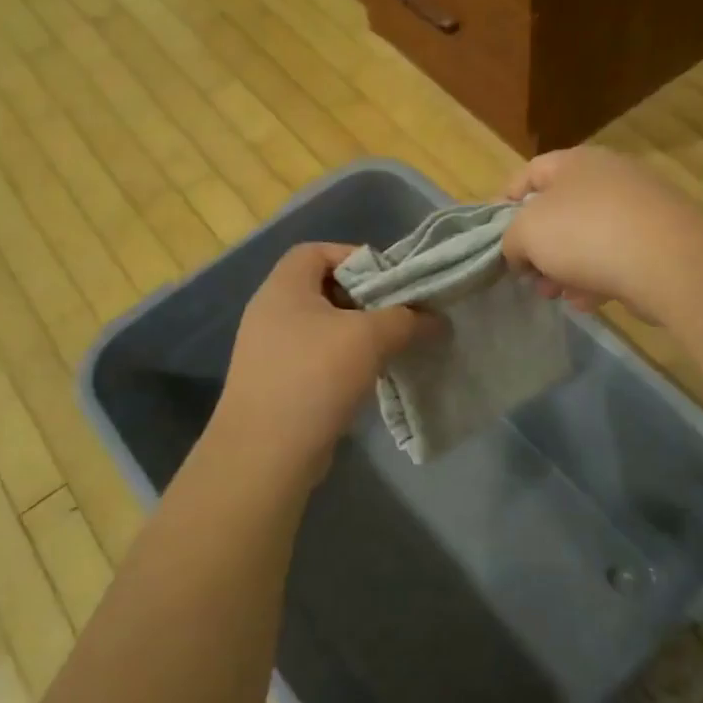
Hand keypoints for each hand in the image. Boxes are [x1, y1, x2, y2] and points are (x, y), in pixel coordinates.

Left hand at [216, 243, 429, 466]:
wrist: (267, 451)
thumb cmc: (315, 376)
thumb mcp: (369, 338)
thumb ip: (406, 319)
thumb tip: (436, 319)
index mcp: (284, 288)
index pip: (317, 251)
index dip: (355, 257)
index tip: (390, 280)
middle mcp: (270, 312)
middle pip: (323, 289)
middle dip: (364, 300)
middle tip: (398, 315)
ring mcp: (269, 351)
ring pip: (322, 328)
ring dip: (357, 335)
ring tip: (390, 348)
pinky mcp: (276, 384)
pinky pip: (315, 359)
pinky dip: (342, 362)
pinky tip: (367, 379)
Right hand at [501, 147, 702, 315]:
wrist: (669, 261)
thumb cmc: (586, 234)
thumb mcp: (527, 232)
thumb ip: (510, 239)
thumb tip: (519, 251)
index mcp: (574, 162)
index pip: (528, 173)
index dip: (504, 203)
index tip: (493, 238)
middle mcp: (608, 177)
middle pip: (558, 210)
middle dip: (538, 247)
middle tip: (528, 276)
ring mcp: (637, 209)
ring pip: (586, 239)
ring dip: (565, 268)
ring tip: (556, 295)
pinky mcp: (659, 241)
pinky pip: (615, 258)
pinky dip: (597, 278)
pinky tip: (589, 302)